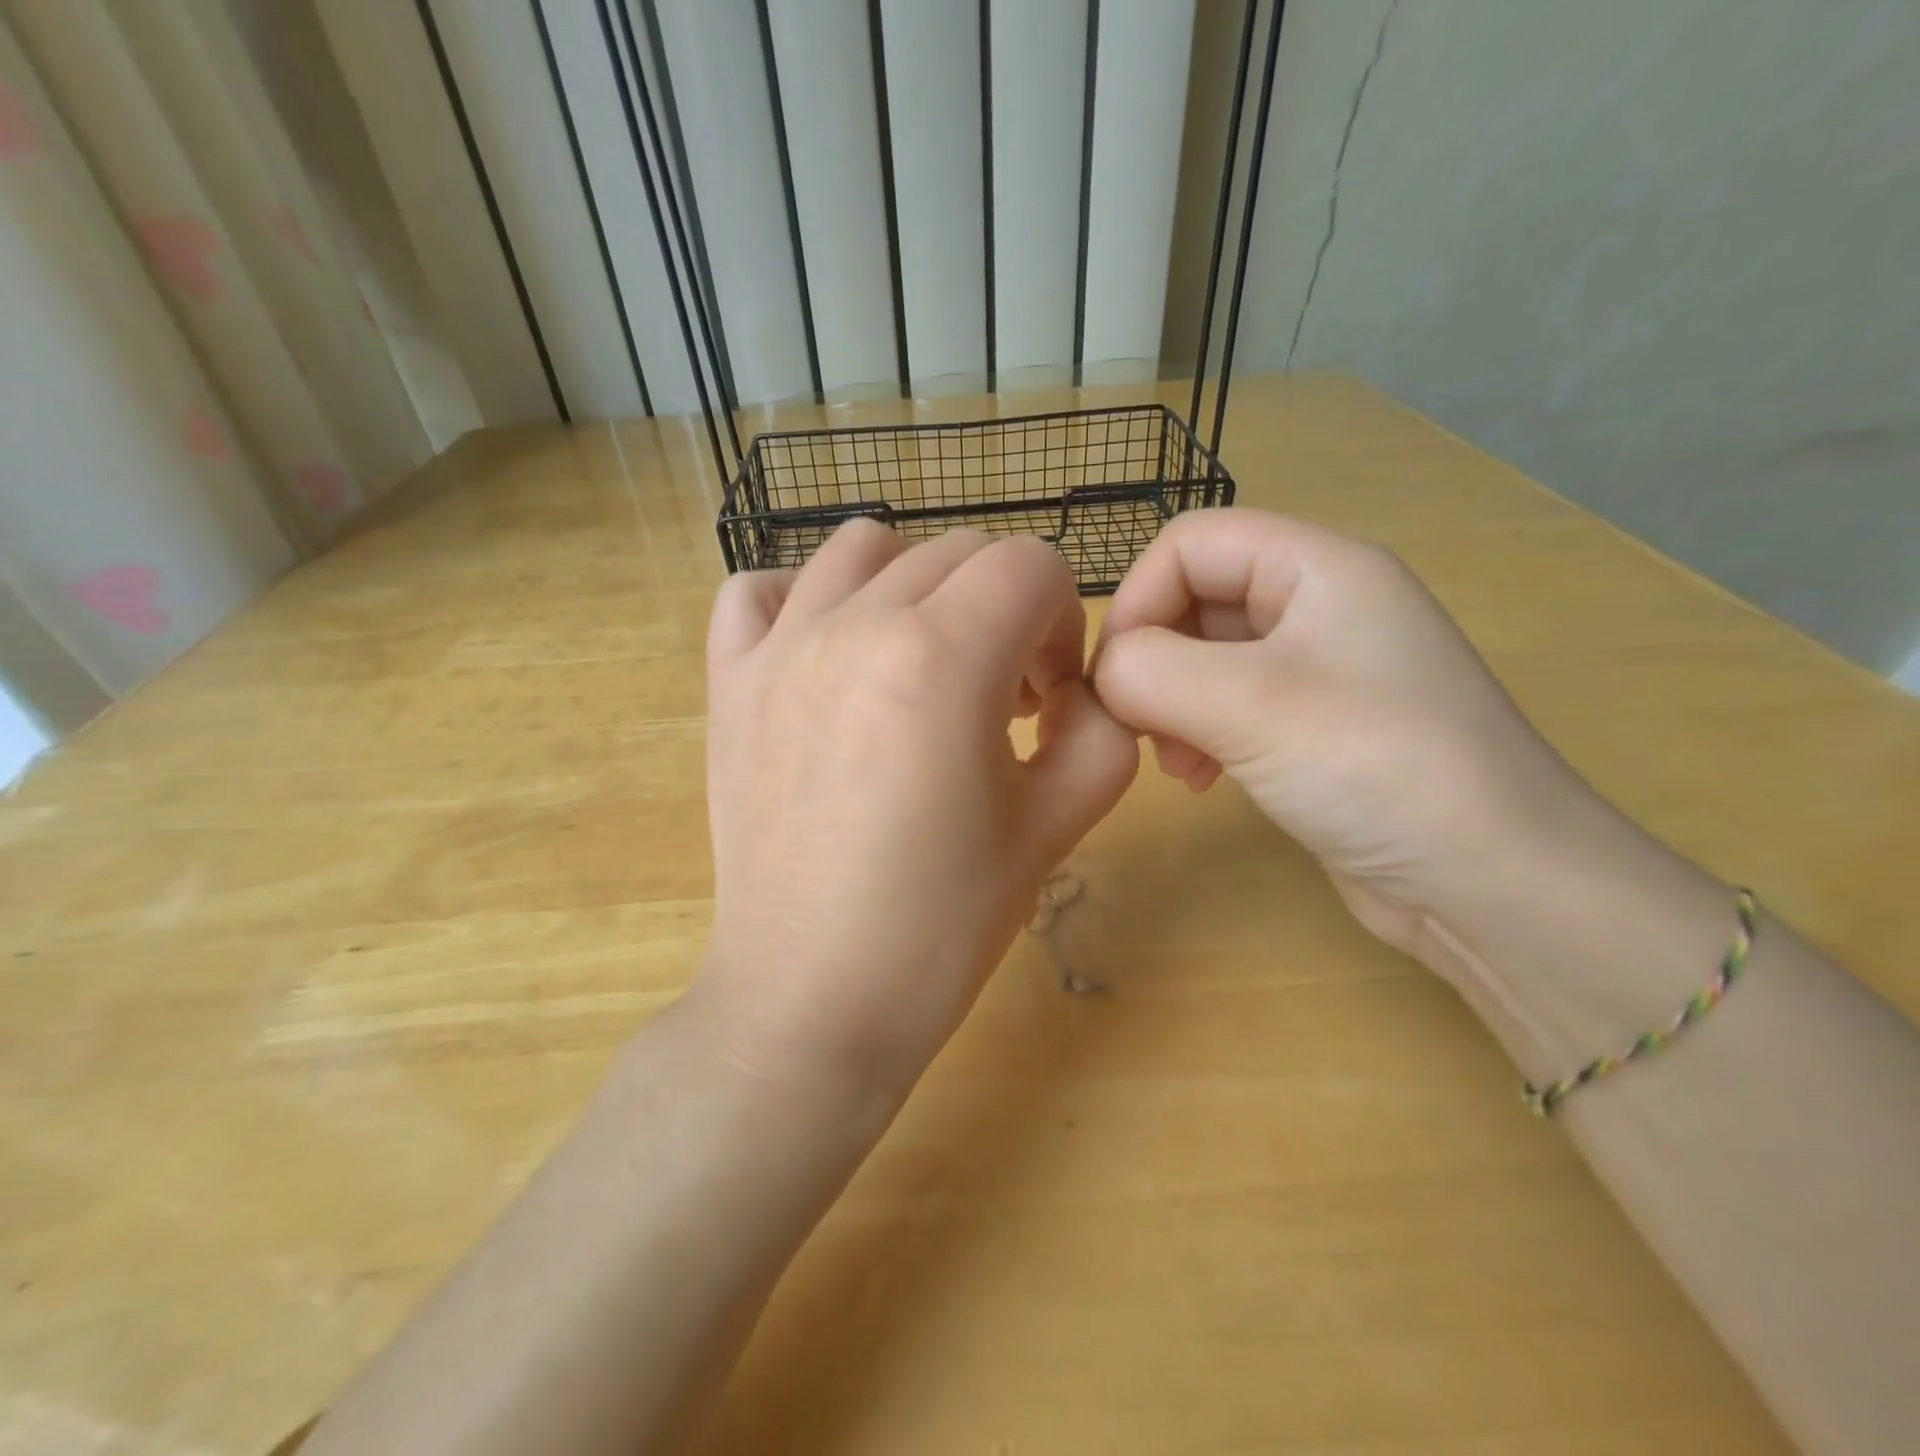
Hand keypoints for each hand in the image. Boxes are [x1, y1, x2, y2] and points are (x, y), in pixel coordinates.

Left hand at [695, 521, 1137, 1106]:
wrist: (815, 998)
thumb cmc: (943, 921)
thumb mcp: (1061, 821)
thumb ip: (1104, 724)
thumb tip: (1078, 683)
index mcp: (940, 657)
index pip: (1032, 565)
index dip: (1063, 622)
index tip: (1051, 697)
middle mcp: (852, 624)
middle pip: (958, 552)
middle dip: (1004, 610)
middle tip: (1003, 699)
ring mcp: (776, 646)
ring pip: (864, 547)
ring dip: (917, 588)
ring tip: (922, 666)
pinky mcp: (727, 682)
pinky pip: (759, 590)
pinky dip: (803, 598)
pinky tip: (828, 654)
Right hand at [1092, 509, 1616, 973]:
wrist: (1492, 884)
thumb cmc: (1376, 767)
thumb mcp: (1249, 704)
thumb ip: (1151, 670)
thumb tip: (1106, 676)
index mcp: (1318, 567)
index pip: (1190, 542)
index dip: (1138, 598)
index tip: (1116, 678)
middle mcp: (1319, 605)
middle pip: (1194, 598)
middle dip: (1153, 661)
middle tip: (1142, 728)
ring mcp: (1319, 670)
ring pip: (1205, 657)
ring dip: (1170, 704)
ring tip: (1176, 762)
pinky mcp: (1314, 727)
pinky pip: (1229, 705)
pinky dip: (1198, 734)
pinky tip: (1201, 779)